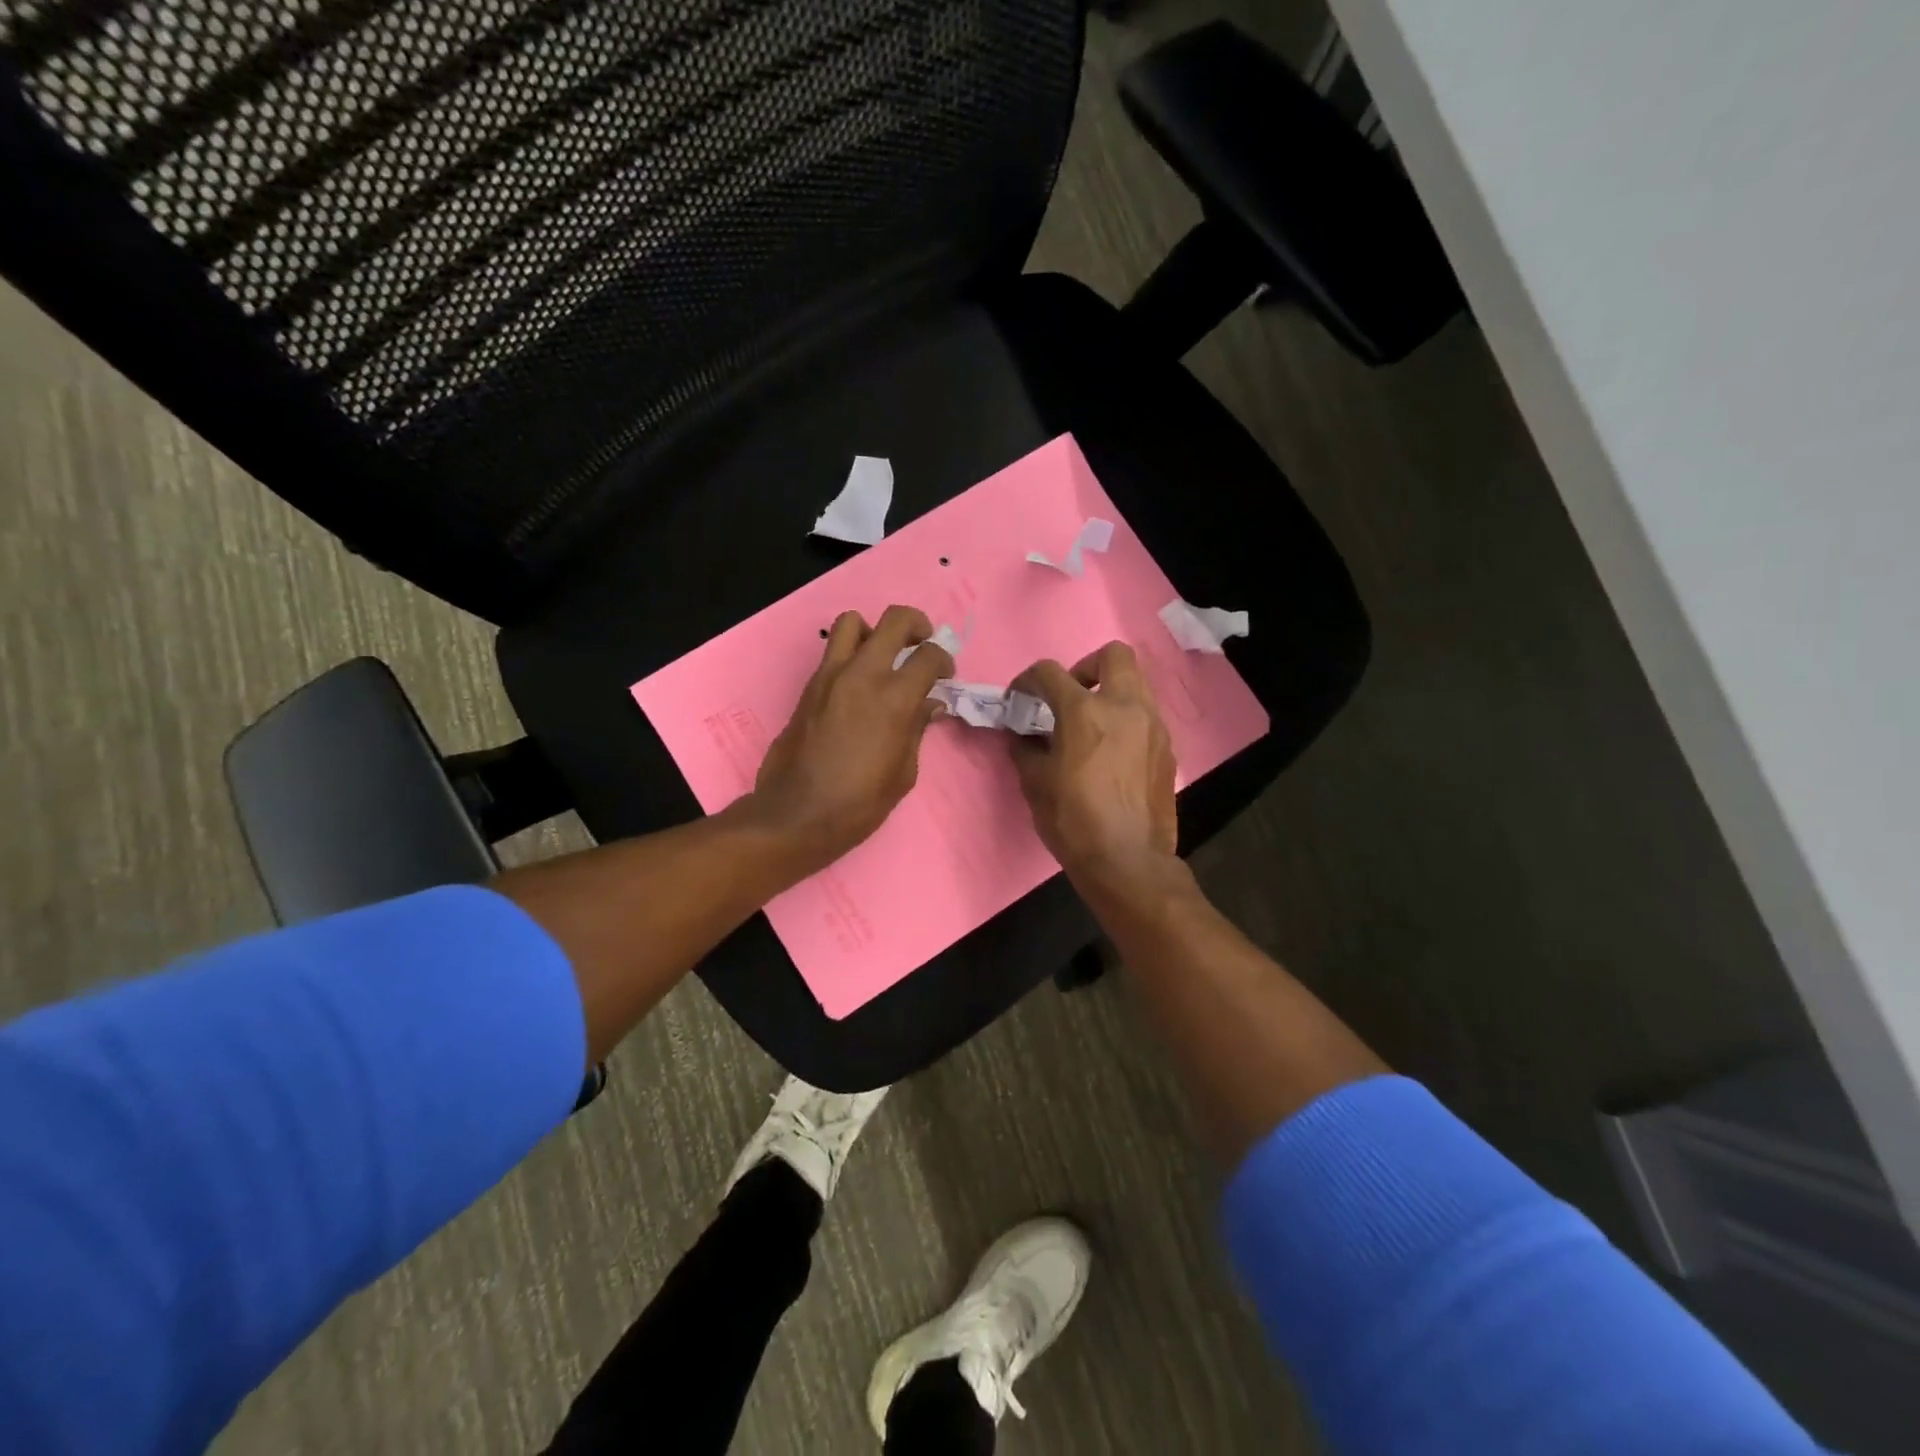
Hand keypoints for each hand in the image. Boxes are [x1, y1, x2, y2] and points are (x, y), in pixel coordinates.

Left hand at [747, 605, 954, 874]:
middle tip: (922, 642)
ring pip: (853, 622)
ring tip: (882, 655)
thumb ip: (917, 729)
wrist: (797, 813)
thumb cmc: (860, 802)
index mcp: (895, 698)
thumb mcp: (903, 771)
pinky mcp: (809, 686)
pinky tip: (858, 684)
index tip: (945, 675)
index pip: (929, 655)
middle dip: (917, 625)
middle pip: (895, 620)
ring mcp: (830, 676)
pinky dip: (851, 654)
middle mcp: (863, 674)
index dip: (944, 659)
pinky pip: (833, 651)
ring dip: (874, 631)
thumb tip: (929, 704)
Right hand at [1009, 641, 1180, 898]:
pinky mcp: (1168, 748)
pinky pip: (1146, 716)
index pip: (1050, 672)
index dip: (1027, 680)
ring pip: (1136, 684)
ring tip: (1092, 725)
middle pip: (1113, 655)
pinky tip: (1113, 752)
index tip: (1020, 698)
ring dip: (1110, 692)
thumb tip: (1021, 734)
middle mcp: (1125, 707)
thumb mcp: (1035, 783)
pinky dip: (1127, 720)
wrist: (1128, 860)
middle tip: (1071, 696)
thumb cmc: (1073, 821)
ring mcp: (1153, 726)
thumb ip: (1025, 748)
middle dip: (1087, 666)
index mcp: (1085, 712)